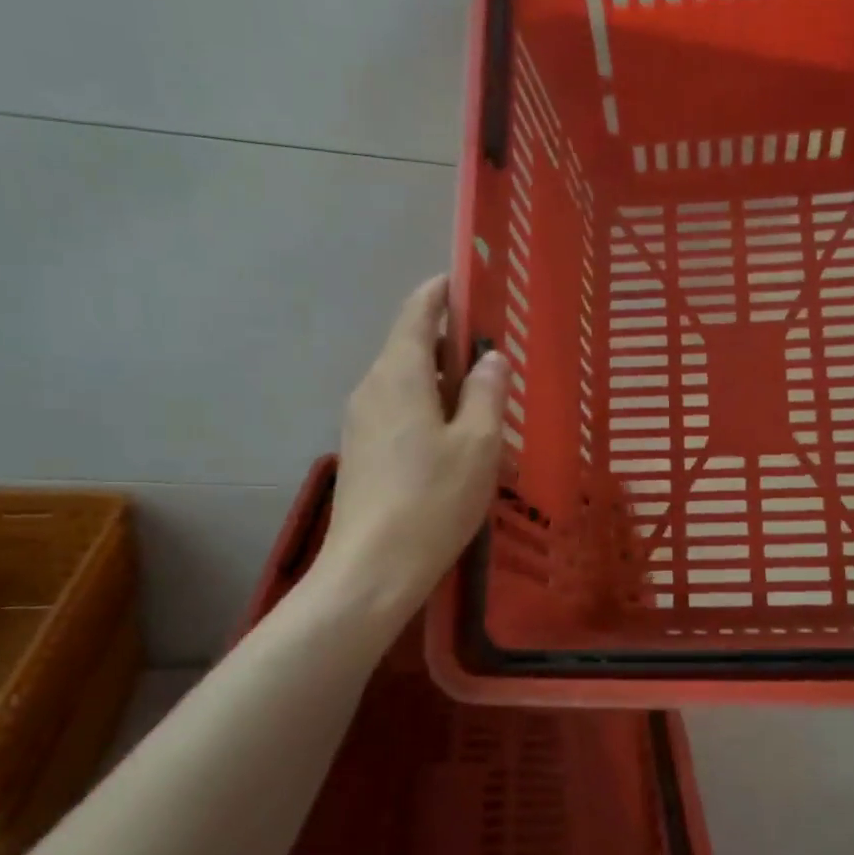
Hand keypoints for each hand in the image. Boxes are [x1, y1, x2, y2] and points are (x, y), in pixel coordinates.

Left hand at [315, 276, 506, 618]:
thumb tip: (490, 359)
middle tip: (493, 360)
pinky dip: (427, 412)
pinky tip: (453, 444)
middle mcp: (372, 387)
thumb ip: (486, 393)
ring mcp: (360, 421)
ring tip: (481, 408)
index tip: (466, 285)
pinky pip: (397, 413)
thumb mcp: (478, 444)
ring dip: (441, 385)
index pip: (417, 312)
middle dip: (450, 346)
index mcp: (400, 374)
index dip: (441, 293)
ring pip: (406, 384)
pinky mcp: (360, 452)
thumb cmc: (433, 500)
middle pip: (411, 347)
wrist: (371, 569)